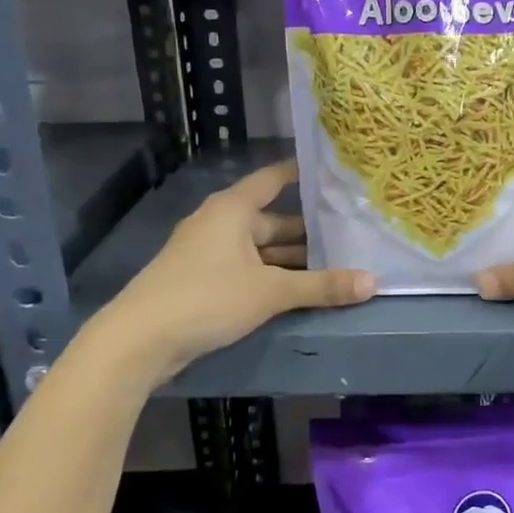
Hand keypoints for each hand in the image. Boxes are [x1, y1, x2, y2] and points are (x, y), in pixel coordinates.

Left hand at [96, 160, 374, 385]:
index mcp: (233, 209)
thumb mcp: (270, 292)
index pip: (273, 179)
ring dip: (292, 259)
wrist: (140, 340)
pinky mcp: (202, 281)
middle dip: (308, 230)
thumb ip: (321, 286)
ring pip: (261, 250)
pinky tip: (299, 290)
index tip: (334, 173)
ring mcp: (209, 253)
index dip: (301, 174)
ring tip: (335, 264)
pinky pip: (247, 269)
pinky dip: (272, 276)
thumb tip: (373, 283)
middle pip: (272, 220)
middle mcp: (220, 223)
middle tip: (350, 233)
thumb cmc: (207, 297)